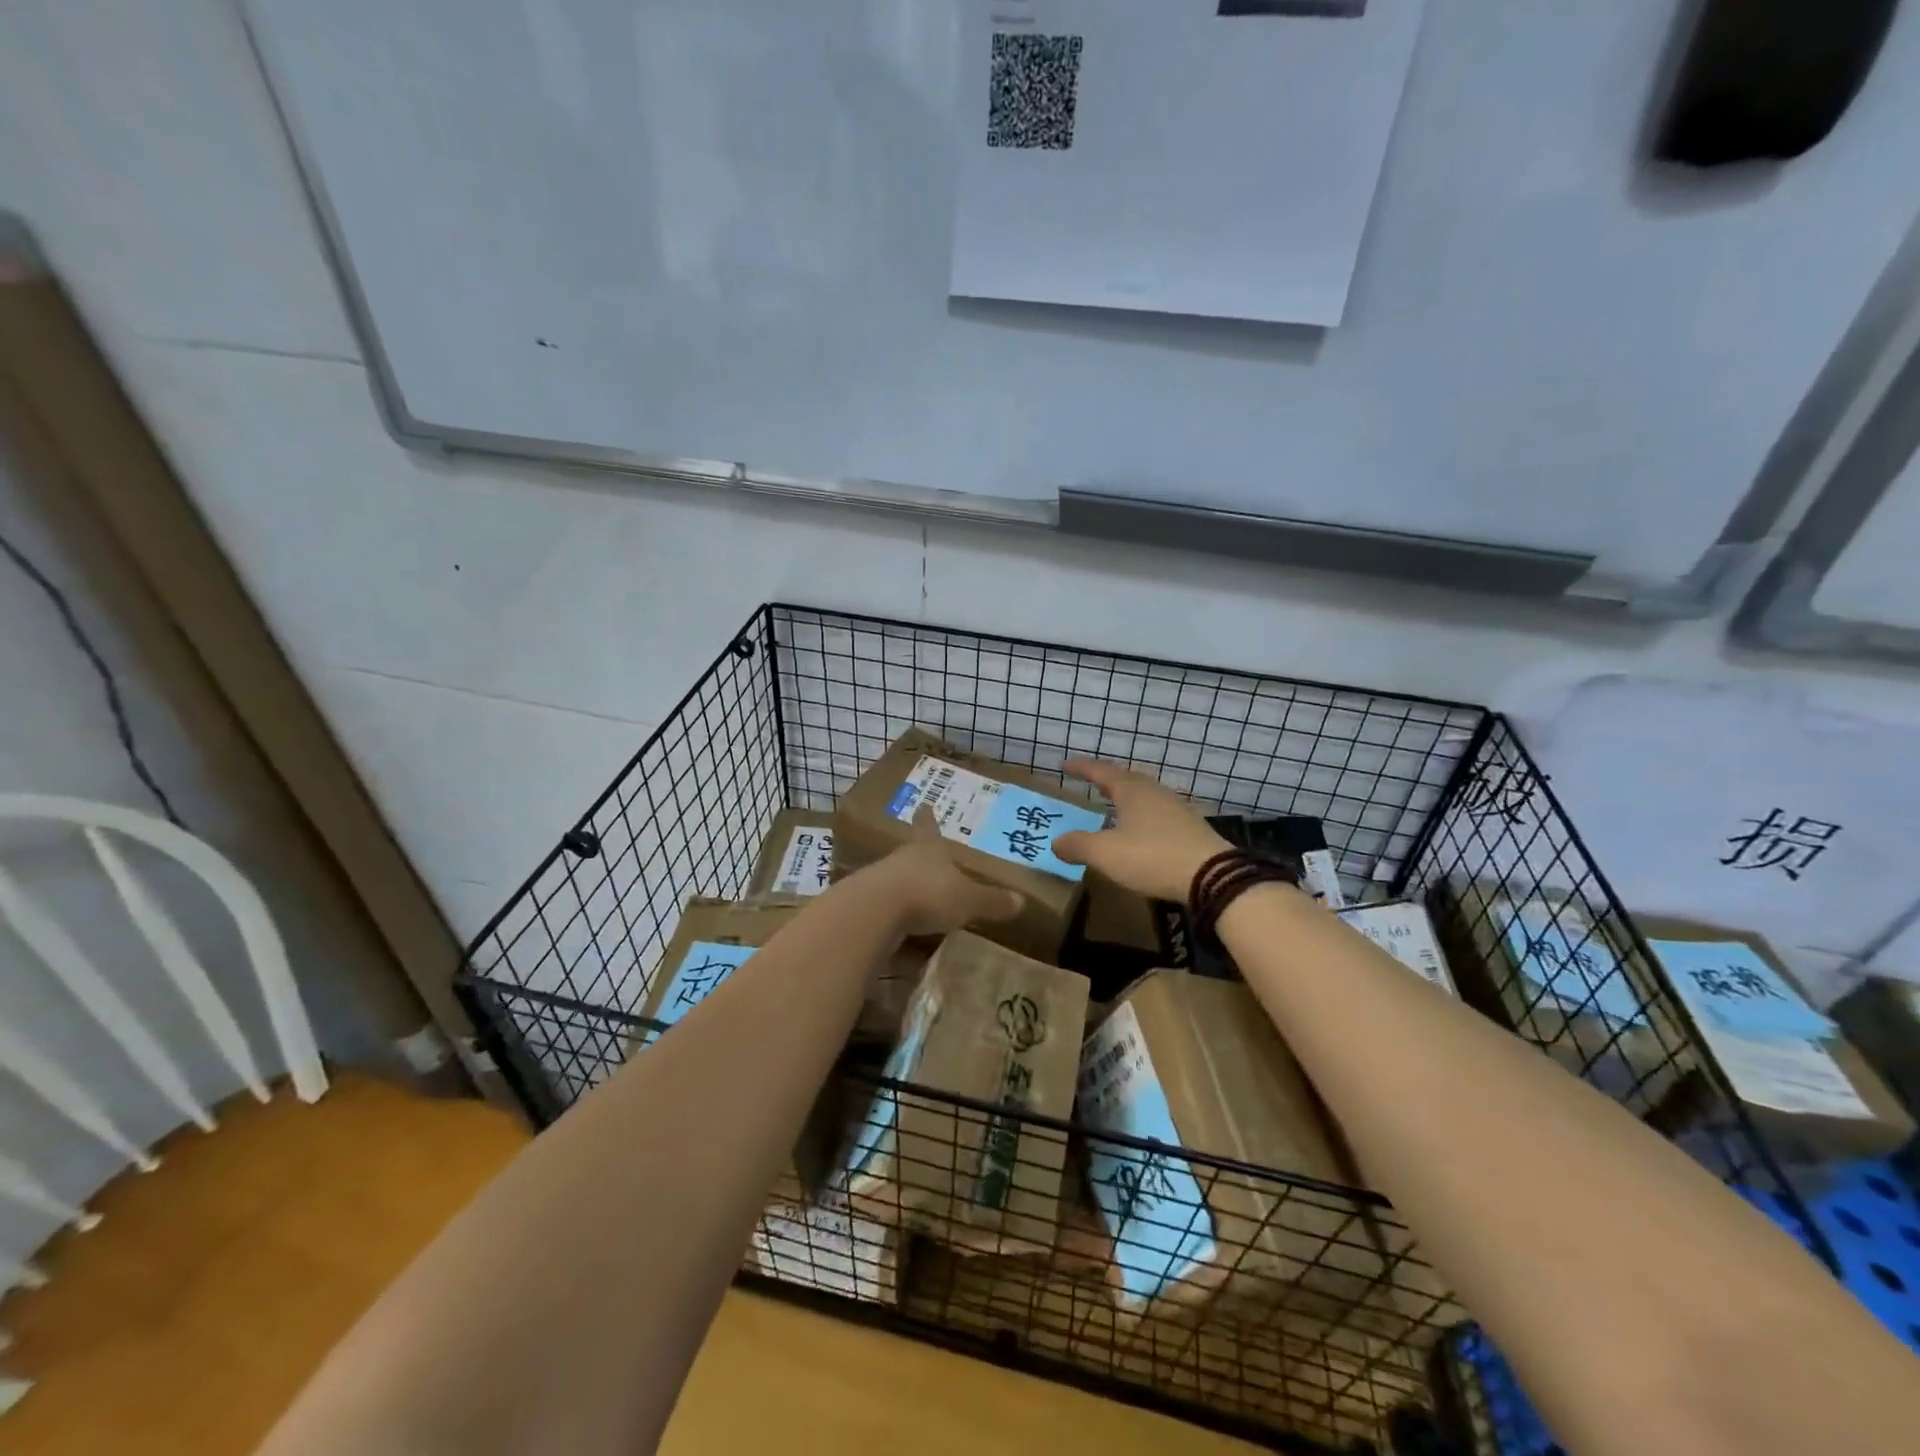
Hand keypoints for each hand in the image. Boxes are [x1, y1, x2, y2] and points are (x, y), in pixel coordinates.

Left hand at [864, 809, 1025, 938]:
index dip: (928, 818)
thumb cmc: (928, 894)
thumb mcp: (968, 900)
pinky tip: (899, 927)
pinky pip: (884, 907)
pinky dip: (893, 914)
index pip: (928, 827)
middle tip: (927, 858)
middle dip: (919, 856)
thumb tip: (1022, 901)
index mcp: (928, 849)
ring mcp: (880, 880)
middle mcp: (902, 858)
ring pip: (895, 878)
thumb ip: (992, 901)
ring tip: (916, 897)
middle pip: (911, 852)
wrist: (874, 911)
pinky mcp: (865, 905)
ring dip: (905, 885)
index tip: (924, 804)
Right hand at [1051, 759, 1231, 901]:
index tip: (1064, 765)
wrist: (1213, 876)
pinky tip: (1139, 830)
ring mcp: (1175, 808)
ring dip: (1125, 798)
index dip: (1081, 768)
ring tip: (1112, 806)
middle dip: (1106, 780)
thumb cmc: (1152, 857)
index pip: (1100, 771)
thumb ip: (1077, 845)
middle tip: (1090, 783)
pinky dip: (1140, 815)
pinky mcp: (1189, 827)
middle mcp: (1154, 791)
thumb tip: (1056, 842)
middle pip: (1126, 779)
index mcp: (1131, 790)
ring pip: (1144, 795)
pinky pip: (1156, 812)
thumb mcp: (1105, 854)